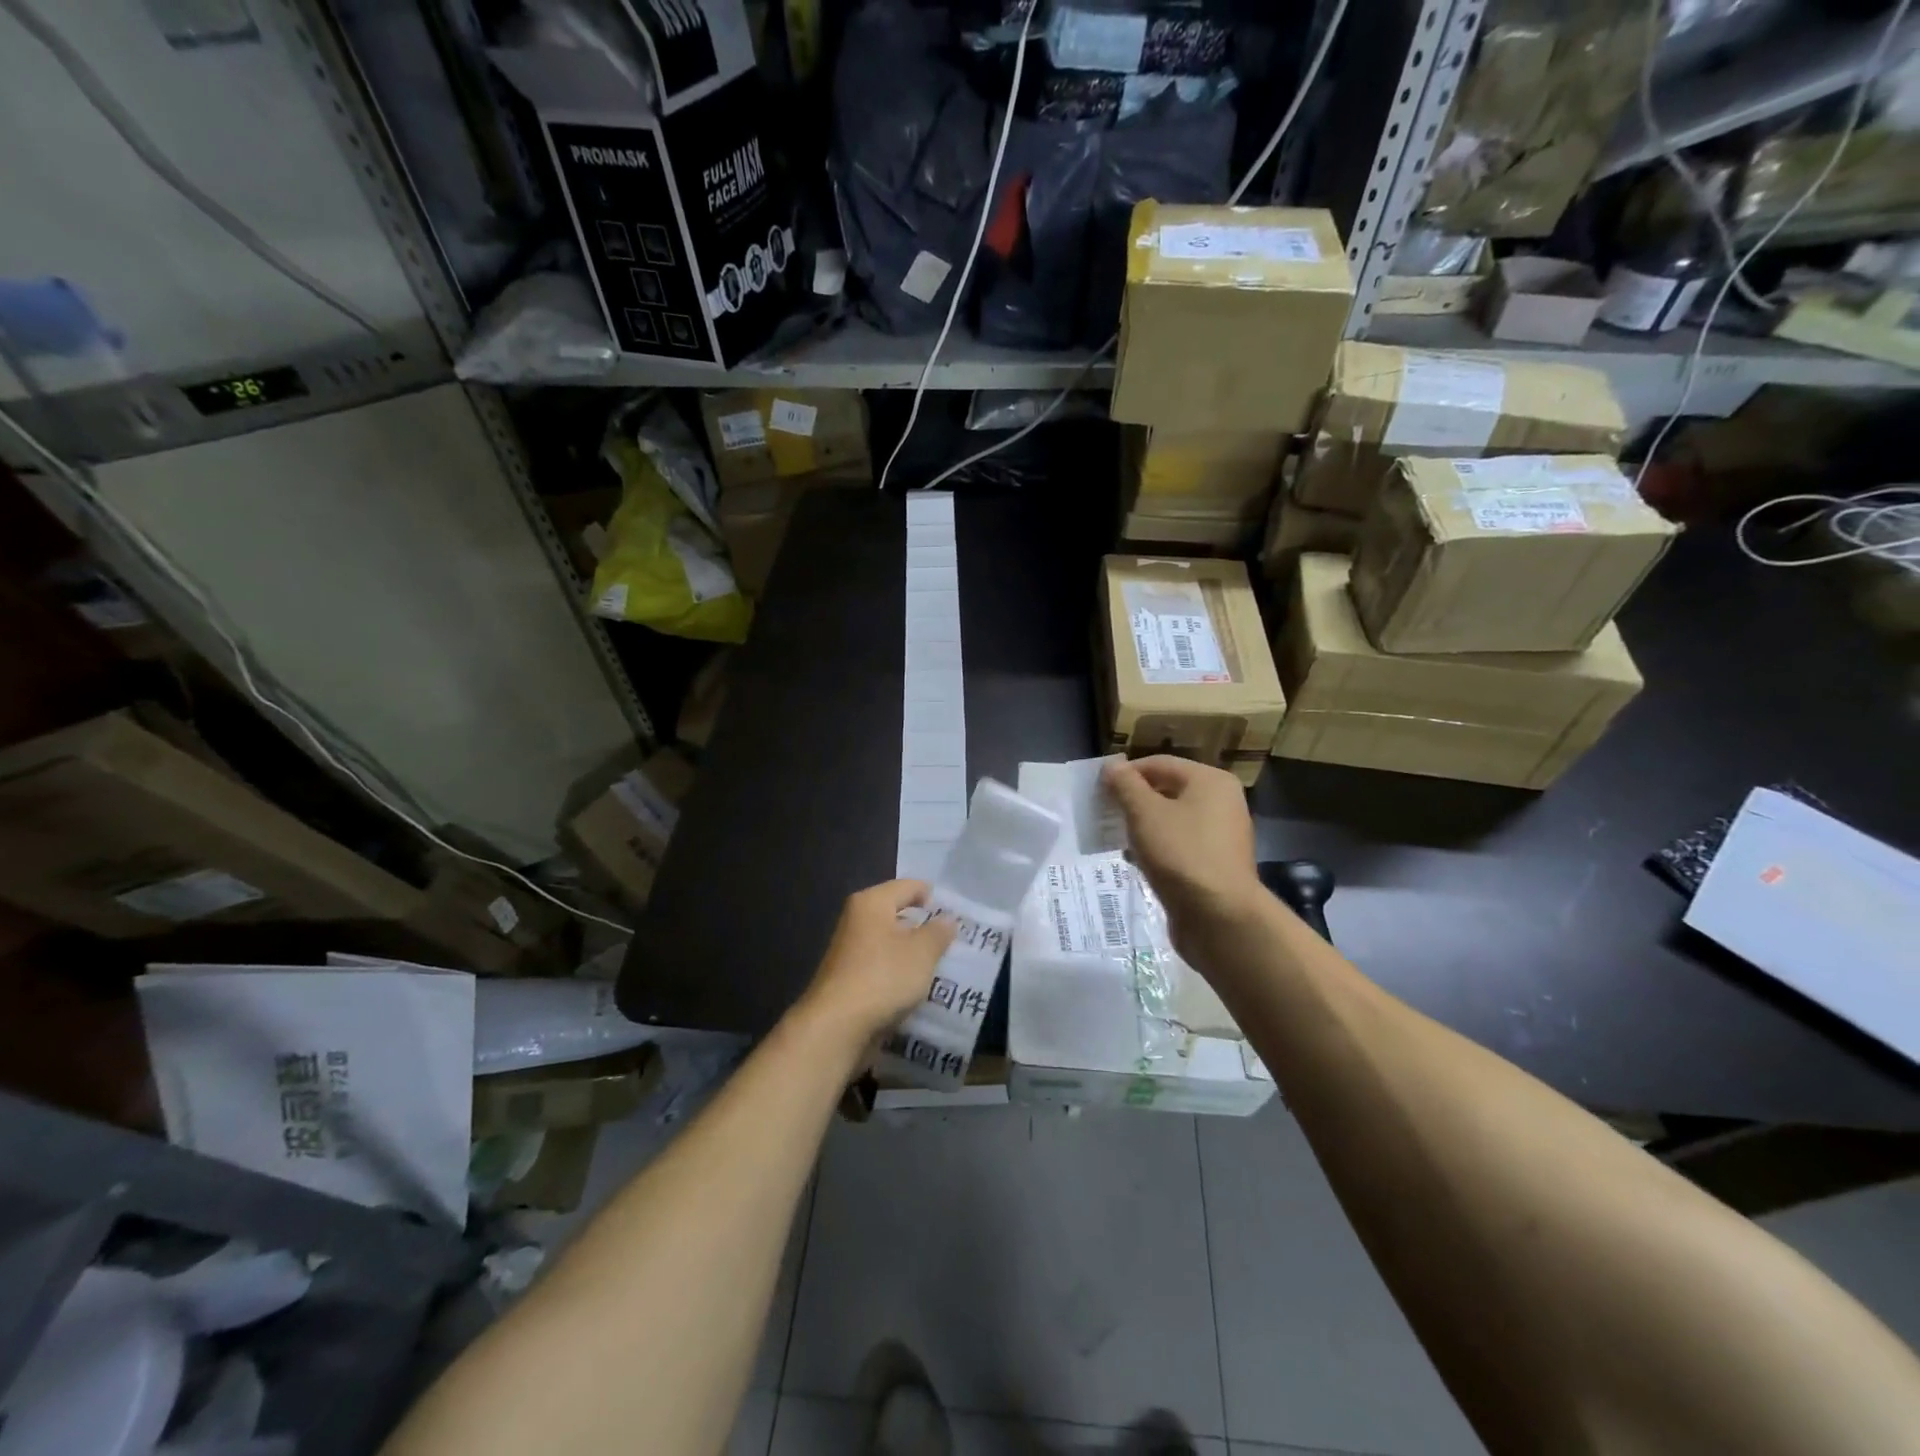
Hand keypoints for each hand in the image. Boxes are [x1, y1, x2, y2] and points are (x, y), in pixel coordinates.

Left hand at [797, 880, 955, 1055]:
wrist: (836, 1026)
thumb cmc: (883, 977)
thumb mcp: (922, 953)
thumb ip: (938, 933)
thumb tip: (947, 919)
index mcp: (872, 902)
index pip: (908, 886)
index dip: (933, 896)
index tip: (955, 913)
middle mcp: (856, 919)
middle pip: (896, 913)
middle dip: (923, 925)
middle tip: (952, 940)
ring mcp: (848, 949)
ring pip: (888, 941)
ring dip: (911, 951)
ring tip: (939, 964)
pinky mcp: (847, 977)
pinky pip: (880, 964)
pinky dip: (897, 971)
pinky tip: (915, 986)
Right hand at [1102, 757, 1263, 942]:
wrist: (1220, 917)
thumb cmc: (1181, 854)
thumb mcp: (1144, 813)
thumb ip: (1125, 785)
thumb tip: (1111, 766)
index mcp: (1210, 781)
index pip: (1159, 764)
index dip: (1125, 773)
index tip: (1097, 791)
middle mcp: (1222, 802)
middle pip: (1167, 790)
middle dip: (1132, 800)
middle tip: (1103, 814)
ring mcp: (1221, 835)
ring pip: (1172, 820)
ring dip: (1142, 826)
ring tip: (1116, 838)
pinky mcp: (1215, 863)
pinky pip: (1180, 845)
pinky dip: (1157, 847)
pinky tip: (1137, 861)